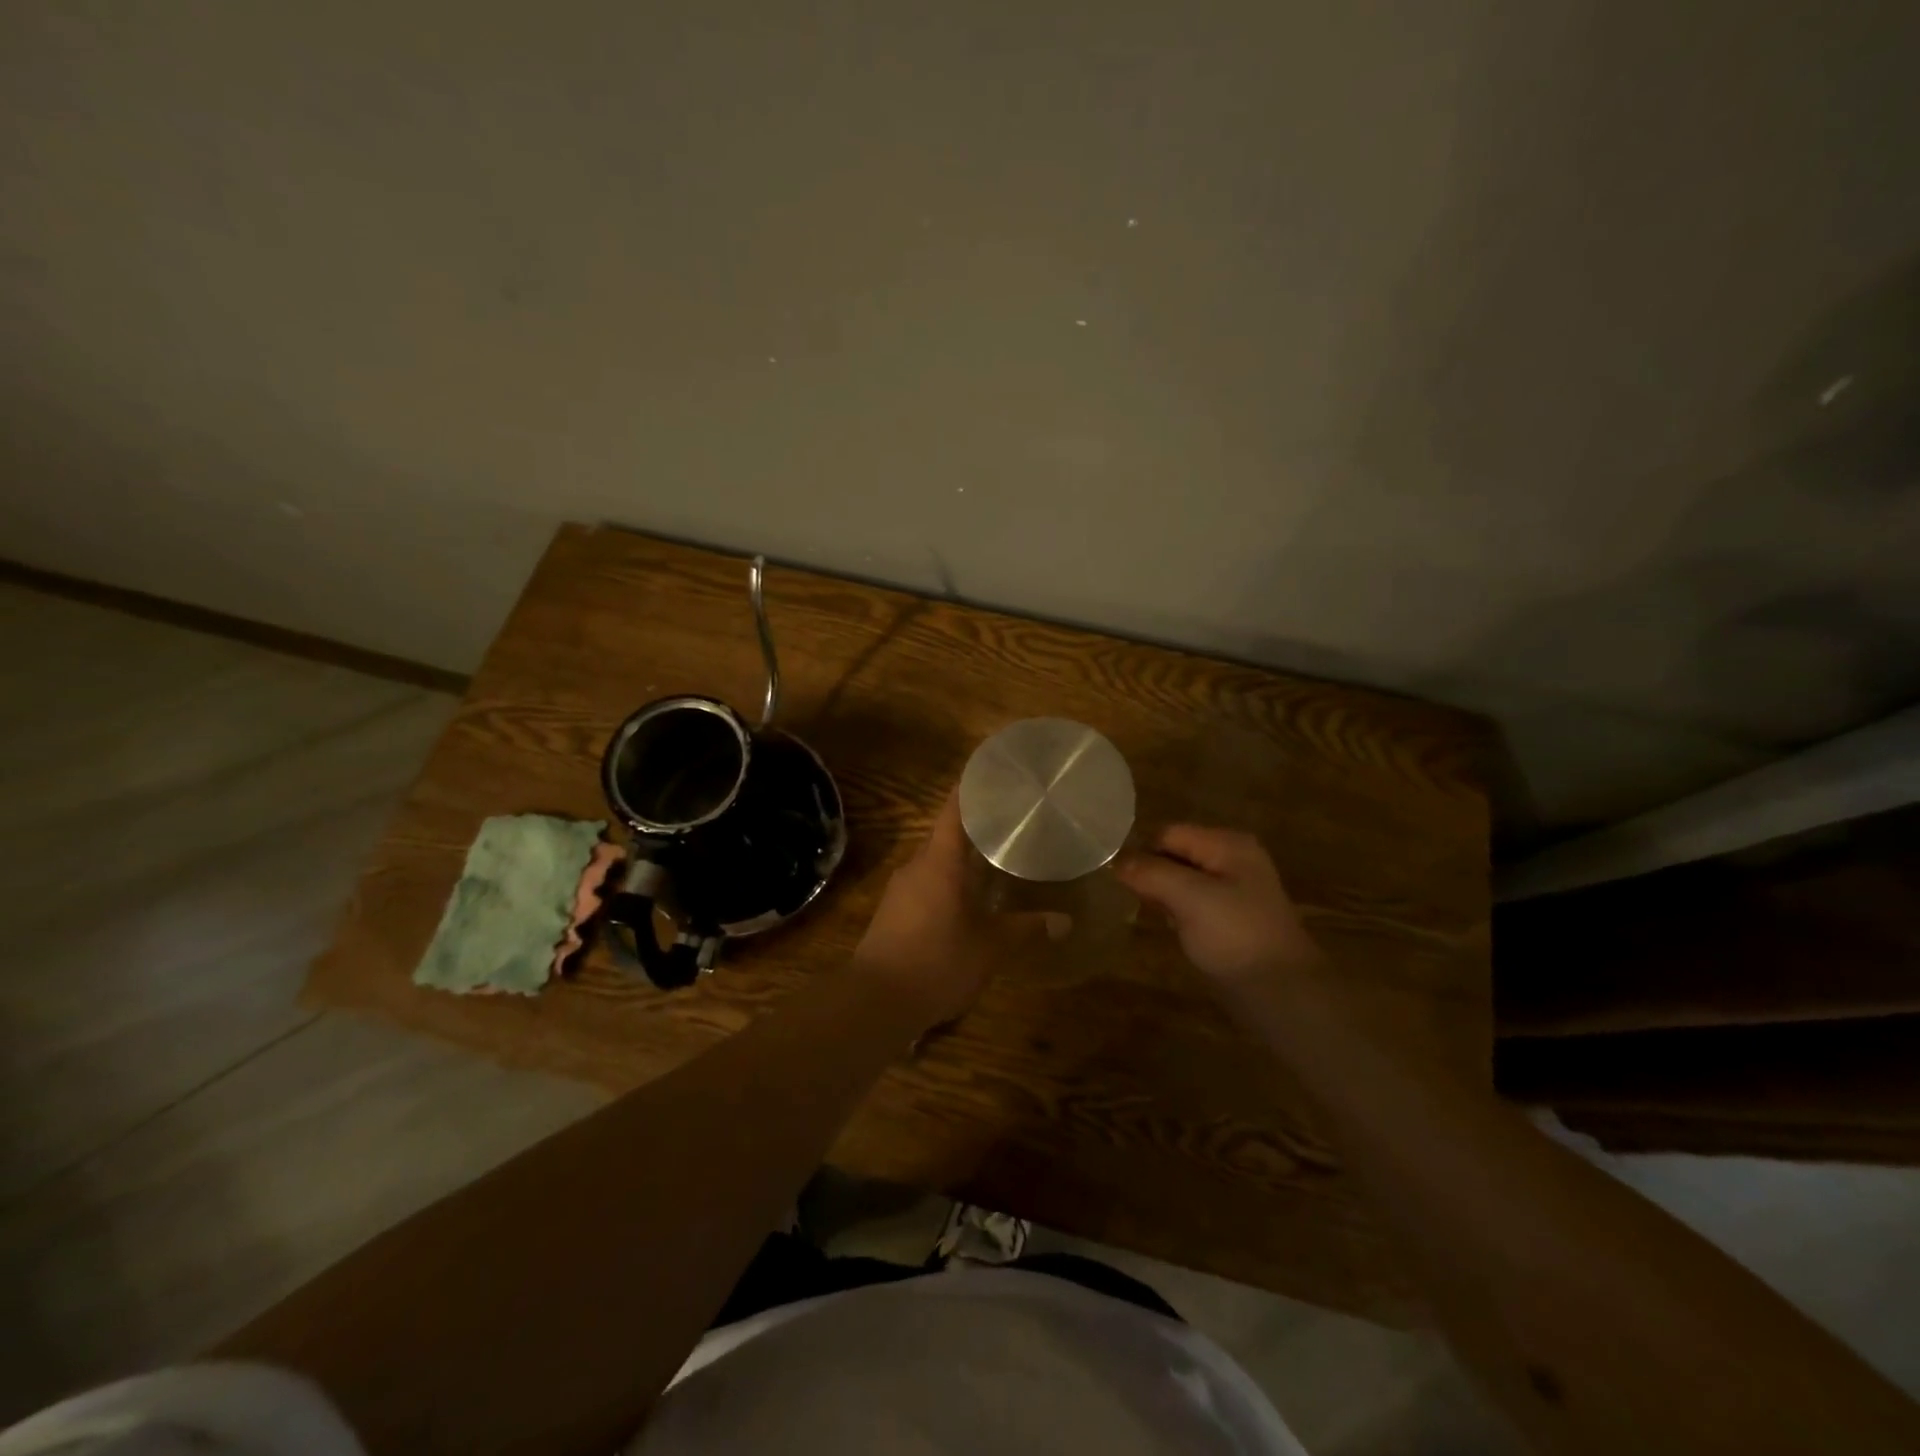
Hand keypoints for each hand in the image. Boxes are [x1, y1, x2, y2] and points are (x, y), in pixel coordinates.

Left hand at [853, 789, 1040, 1029]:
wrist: (876, 1001)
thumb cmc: (937, 961)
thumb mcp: (990, 946)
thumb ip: (1026, 928)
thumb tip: (1065, 920)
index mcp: (940, 860)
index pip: (955, 808)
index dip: (973, 785)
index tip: (994, 769)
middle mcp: (917, 865)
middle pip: (948, 833)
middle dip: (978, 826)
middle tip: (1013, 821)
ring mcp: (901, 888)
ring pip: (937, 861)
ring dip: (964, 857)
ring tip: (997, 858)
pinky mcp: (894, 911)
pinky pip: (927, 883)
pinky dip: (950, 881)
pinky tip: (970, 898)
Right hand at [1115, 826, 1322, 997]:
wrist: (1281, 992)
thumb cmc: (1235, 935)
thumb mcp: (1189, 898)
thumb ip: (1151, 873)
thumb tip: (1116, 861)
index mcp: (1228, 844)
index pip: (1169, 833)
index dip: (1143, 852)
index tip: (1122, 880)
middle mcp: (1232, 859)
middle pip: (1175, 854)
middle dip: (1152, 873)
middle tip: (1134, 899)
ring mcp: (1233, 890)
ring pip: (1181, 880)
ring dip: (1162, 894)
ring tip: (1149, 914)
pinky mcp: (1230, 918)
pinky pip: (1192, 903)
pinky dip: (1176, 911)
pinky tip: (1170, 928)